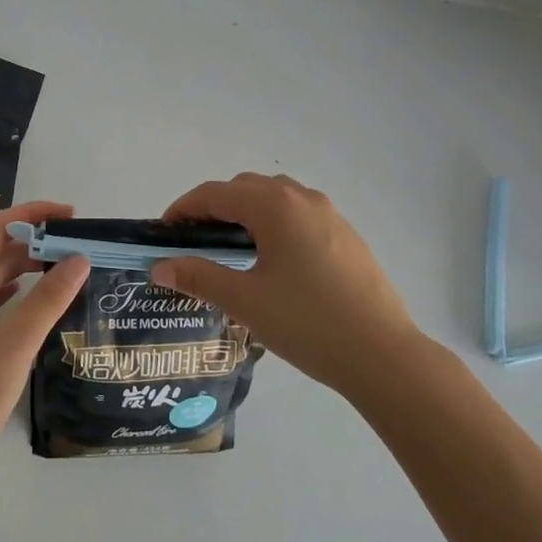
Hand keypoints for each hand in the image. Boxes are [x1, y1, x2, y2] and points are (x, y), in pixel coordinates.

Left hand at [0, 200, 88, 467]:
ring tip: (69, 263)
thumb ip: (49, 297)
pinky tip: (43, 295)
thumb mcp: (15, 342)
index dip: (32, 214)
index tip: (70, 214)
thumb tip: (80, 257)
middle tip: (78, 240)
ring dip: (30, 266)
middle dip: (35, 239)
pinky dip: (21, 291)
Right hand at [154, 172, 428, 395]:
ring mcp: (329, 214)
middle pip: (245, 187)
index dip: (185, 208)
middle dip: (214, 206)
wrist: (382, 354)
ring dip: (247, 210)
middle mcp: (302, 198)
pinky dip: (274, 221)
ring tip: (232, 247)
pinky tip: (274, 259)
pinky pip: (298, 213)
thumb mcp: (245, 301)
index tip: (165, 231)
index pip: (216, 193)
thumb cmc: (307, 323)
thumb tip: (160, 267)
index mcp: (274, 206)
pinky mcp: (346, 234)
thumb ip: (199, 277)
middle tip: (195, 241)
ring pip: (275, 196)